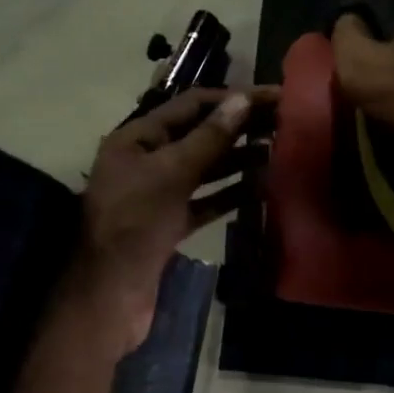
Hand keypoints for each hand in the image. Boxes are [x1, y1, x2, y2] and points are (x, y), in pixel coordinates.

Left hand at [65, 86, 273, 353]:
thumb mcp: (171, 173)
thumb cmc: (135, 224)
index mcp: (137, 139)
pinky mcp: (171, 225)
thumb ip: (208, 139)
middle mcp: (147, 161)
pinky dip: (232, 193)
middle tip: (284, 122)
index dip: (231, 98)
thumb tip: (241, 100)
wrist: (109, 295)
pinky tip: (262, 187)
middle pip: (200, 135)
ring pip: (206, 168)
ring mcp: (159, 195)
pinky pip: (207, 201)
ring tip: (278, 151)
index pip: (190, 106)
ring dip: (240, 159)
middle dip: (239, 127)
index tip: (272, 97)